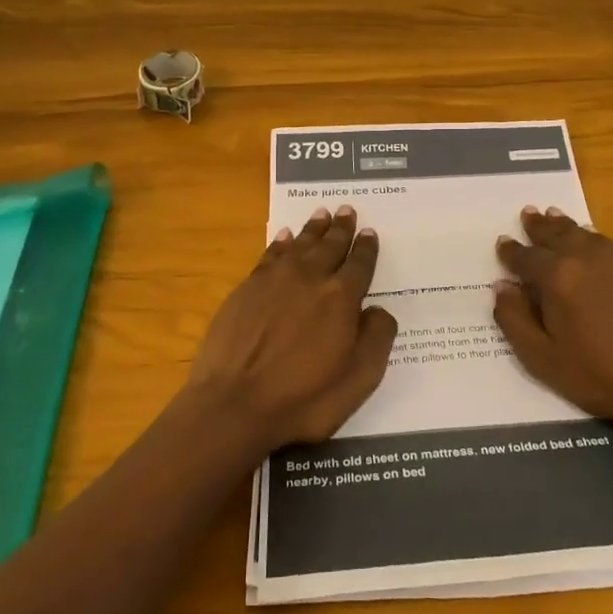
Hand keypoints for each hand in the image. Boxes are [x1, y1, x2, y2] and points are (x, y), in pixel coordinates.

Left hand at [186, 205, 397, 452]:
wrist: (234, 403)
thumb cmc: (303, 399)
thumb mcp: (358, 380)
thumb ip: (377, 339)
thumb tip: (378, 310)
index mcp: (342, 298)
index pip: (359, 265)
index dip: (366, 248)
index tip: (369, 232)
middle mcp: (310, 278)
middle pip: (330, 246)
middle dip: (341, 229)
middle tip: (347, 210)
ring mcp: (275, 280)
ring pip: (300, 244)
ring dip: (313, 229)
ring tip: (322, 214)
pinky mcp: (247, 288)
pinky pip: (269, 255)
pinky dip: (280, 243)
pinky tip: (284, 237)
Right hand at [493, 207, 612, 439]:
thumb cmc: (603, 377)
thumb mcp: (543, 360)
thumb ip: (514, 320)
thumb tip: (502, 287)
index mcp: (558, 276)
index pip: (525, 256)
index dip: (510, 251)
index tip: (503, 243)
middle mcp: (590, 255)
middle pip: (558, 232)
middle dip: (540, 225)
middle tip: (530, 214)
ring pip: (591, 236)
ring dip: (571, 229)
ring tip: (559, 221)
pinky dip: (607, 251)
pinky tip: (607, 260)